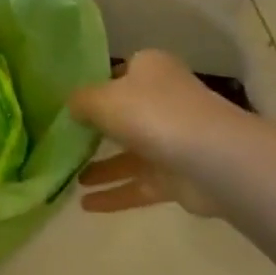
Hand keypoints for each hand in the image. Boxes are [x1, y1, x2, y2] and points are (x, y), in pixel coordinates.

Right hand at [68, 50, 242, 216]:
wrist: (212, 160)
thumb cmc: (151, 113)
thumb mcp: (101, 99)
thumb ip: (80, 101)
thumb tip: (73, 107)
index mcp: (150, 70)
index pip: (119, 72)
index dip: (95, 84)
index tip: (70, 102)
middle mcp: (165, 101)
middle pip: (124, 114)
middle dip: (96, 130)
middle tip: (63, 141)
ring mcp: (174, 140)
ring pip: (130, 154)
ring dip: (102, 167)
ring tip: (70, 179)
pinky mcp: (179, 177)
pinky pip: (139, 185)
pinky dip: (115, 194)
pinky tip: (85, 205)